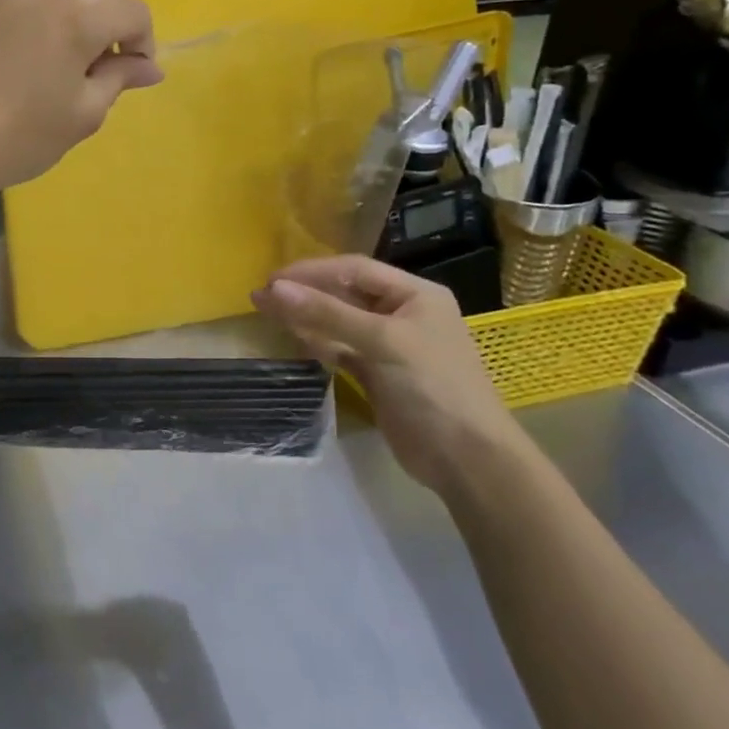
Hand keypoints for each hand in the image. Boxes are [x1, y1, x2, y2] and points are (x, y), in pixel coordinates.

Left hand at [0, 0, 162, 192]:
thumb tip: (149, 65)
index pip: (133, 12)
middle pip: (84, 5)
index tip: (128, 76)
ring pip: (37, 4)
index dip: (141, 43)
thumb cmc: (18, 136)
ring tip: (26, 74)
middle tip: (74, 84)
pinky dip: (1, 28)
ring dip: (45, 31)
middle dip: (92, 37)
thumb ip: (119, 79)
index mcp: (78, 14)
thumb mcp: (82, 116)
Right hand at [251, 256, 525, 496]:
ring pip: (339, 321)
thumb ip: (327, 313)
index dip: (312, 271)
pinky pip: (340, 349)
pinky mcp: (377, 374)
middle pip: (344, 293)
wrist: (466, 459)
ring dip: (306, 316)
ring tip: (266, 311)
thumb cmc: (433, 387)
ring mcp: (390, 345)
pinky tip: (294, 338)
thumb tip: (273, 288)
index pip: (354, 269)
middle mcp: (402, 313)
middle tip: (261, 295)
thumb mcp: (383, 342)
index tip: (272, 279)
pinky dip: (317, 342)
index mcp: (415, 294)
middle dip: (304, 292)